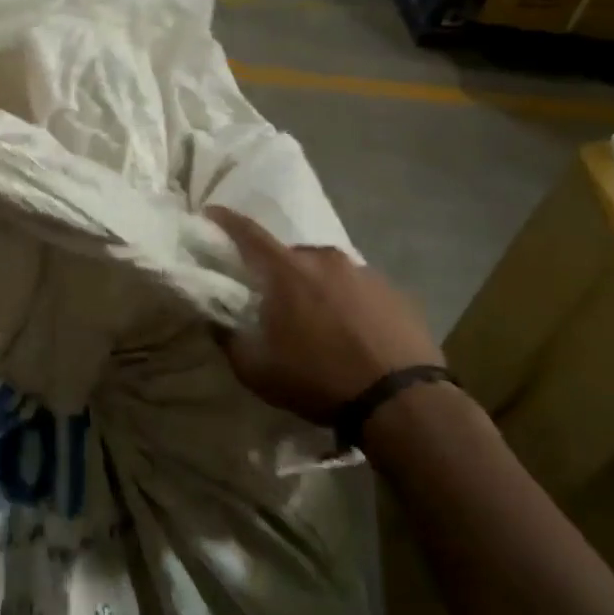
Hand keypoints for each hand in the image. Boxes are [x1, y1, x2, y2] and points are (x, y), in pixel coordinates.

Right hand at [209, 207, 444, 426]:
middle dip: (275, 271)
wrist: (402, 401)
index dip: (226, 221)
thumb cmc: (318, 380)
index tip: (211, 213)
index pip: (248, 234)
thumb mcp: (257, 371)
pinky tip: (351, 331)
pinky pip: (357, 287)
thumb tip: (214, 321)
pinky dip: (346, 301)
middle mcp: (325, 259)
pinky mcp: (394, 291)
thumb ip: (228, 341)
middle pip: (289, 255)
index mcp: (287, 271)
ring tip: (316, 320)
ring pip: (326, 270)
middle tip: (270, 299)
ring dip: (314, 287)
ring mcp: (364, 272)